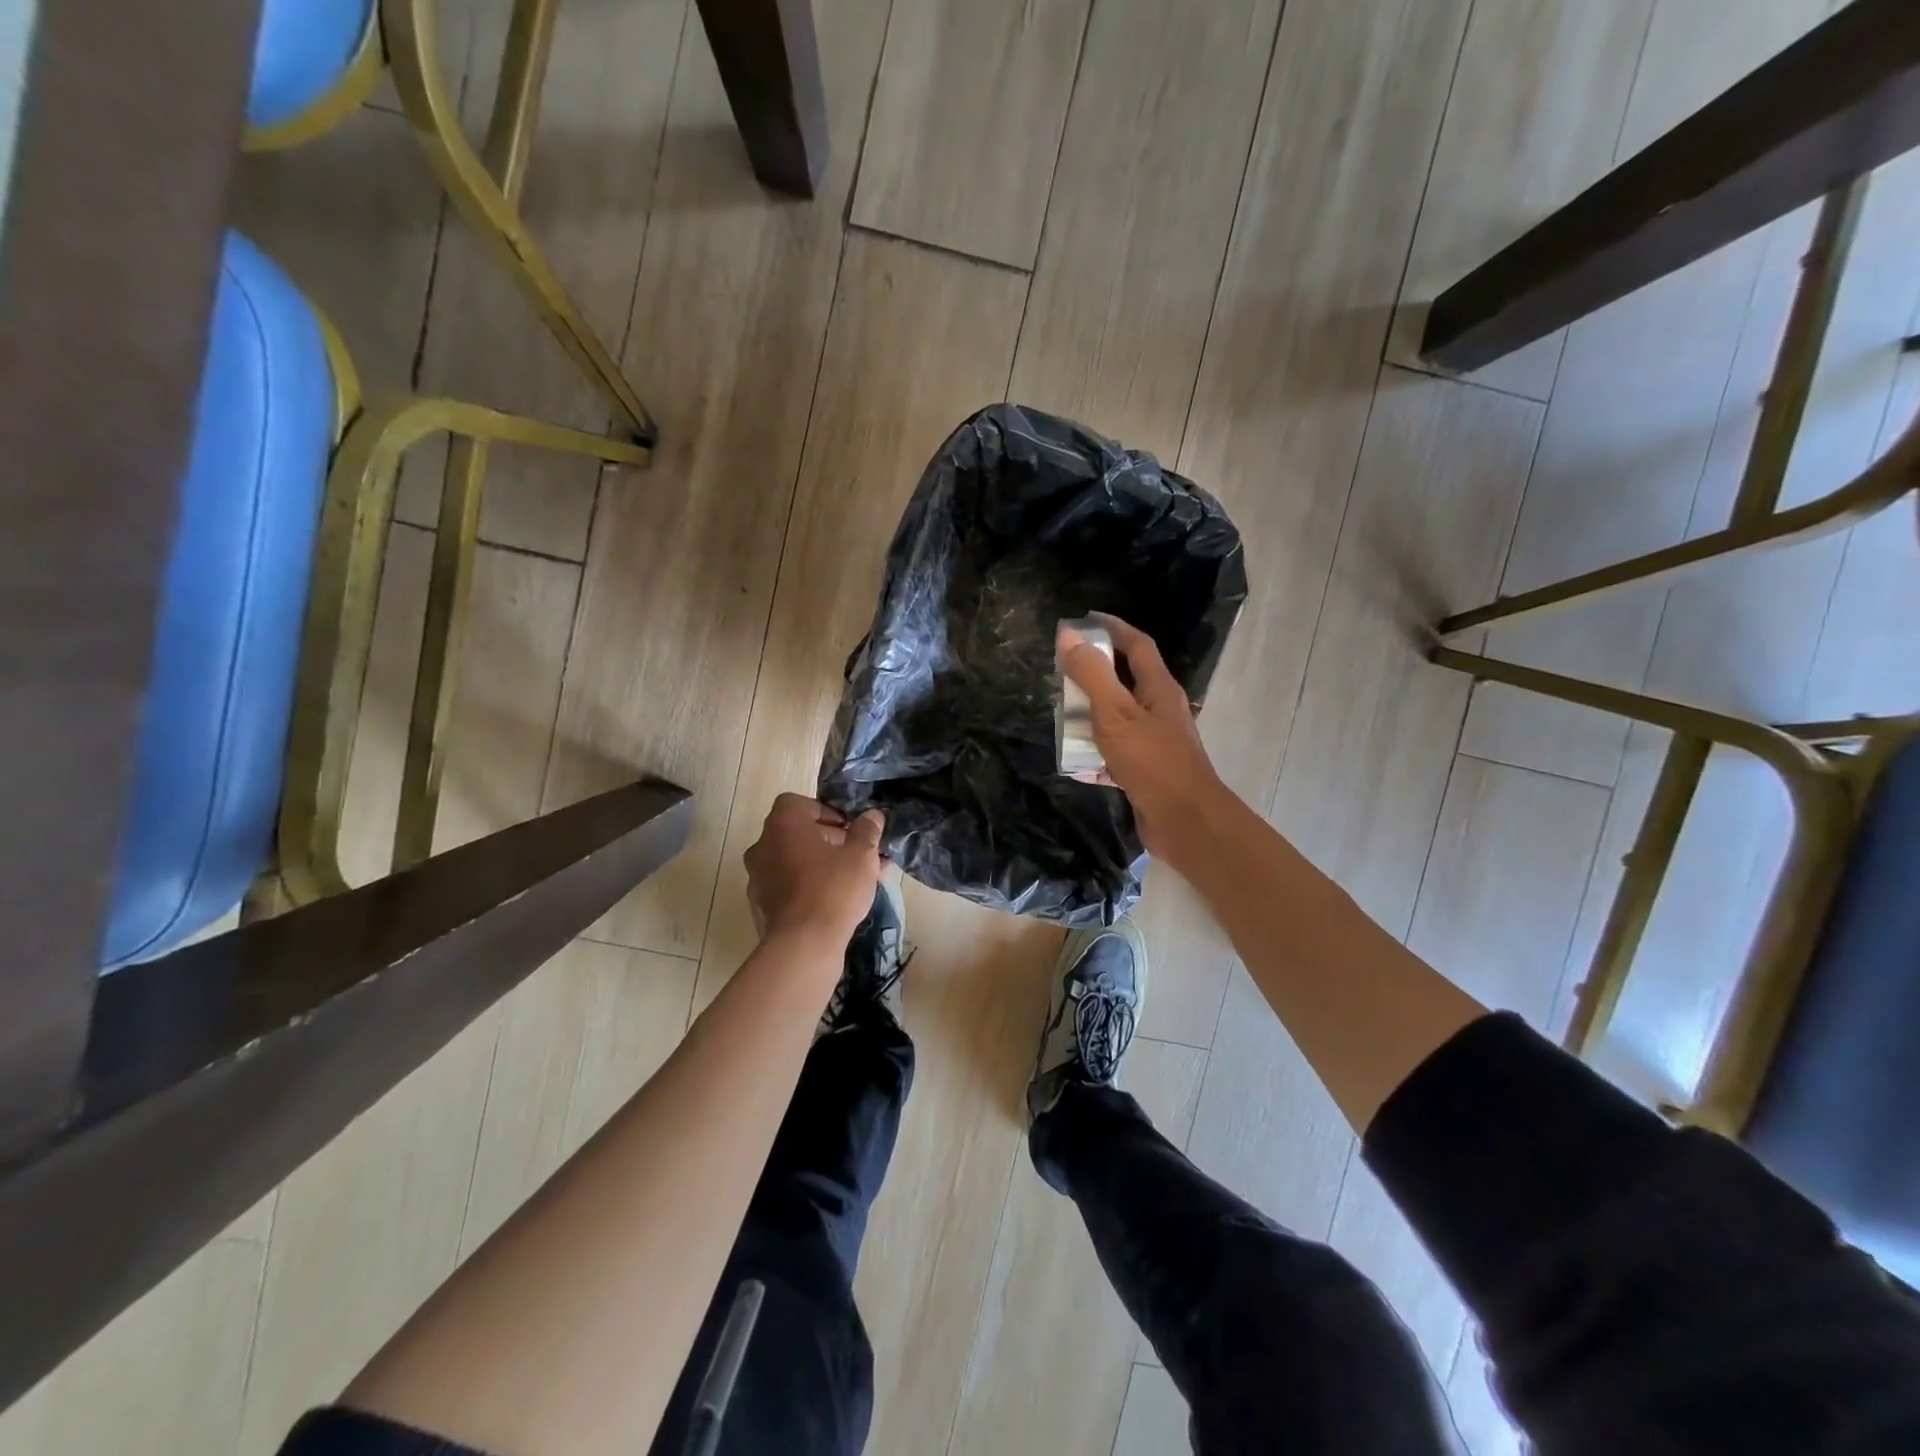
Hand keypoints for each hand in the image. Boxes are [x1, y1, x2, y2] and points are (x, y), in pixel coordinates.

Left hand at [744, 794, 885, 948]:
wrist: (803, 945)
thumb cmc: (833, 889)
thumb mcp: (861, 855)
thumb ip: (866, 832)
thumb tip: (872, 816)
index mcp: (782, 825)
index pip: (798, 803)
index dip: (826, 812)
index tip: (849, 828)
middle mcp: (763, 846)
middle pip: (797, 833)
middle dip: (830, 841)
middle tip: (859, 855)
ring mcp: (758, 878)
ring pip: (795, 862)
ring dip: (822, 865)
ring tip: (856, 881)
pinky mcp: (761, 907)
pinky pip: (789, 888)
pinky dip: (809, 888)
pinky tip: (837, 903)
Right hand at [1058, 615, 1224, 854]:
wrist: (1184, 821)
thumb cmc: (1152, 761)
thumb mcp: (1115, 713)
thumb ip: (1092, 674)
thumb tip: (1069, 635)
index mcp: (1159, 689)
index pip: (1137, 645)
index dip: (1113, 628)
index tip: (1085, 619)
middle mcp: (1161, 711)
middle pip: (1127, 682)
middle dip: (1096, 674)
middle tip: (1064, 671)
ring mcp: (1156, 743)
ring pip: (1120, 719)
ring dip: (1093, 716)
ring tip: (1063, 715)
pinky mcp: (1148, 771)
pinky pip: (1117, 754)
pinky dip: (1096, 755)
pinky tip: (1075, 764)